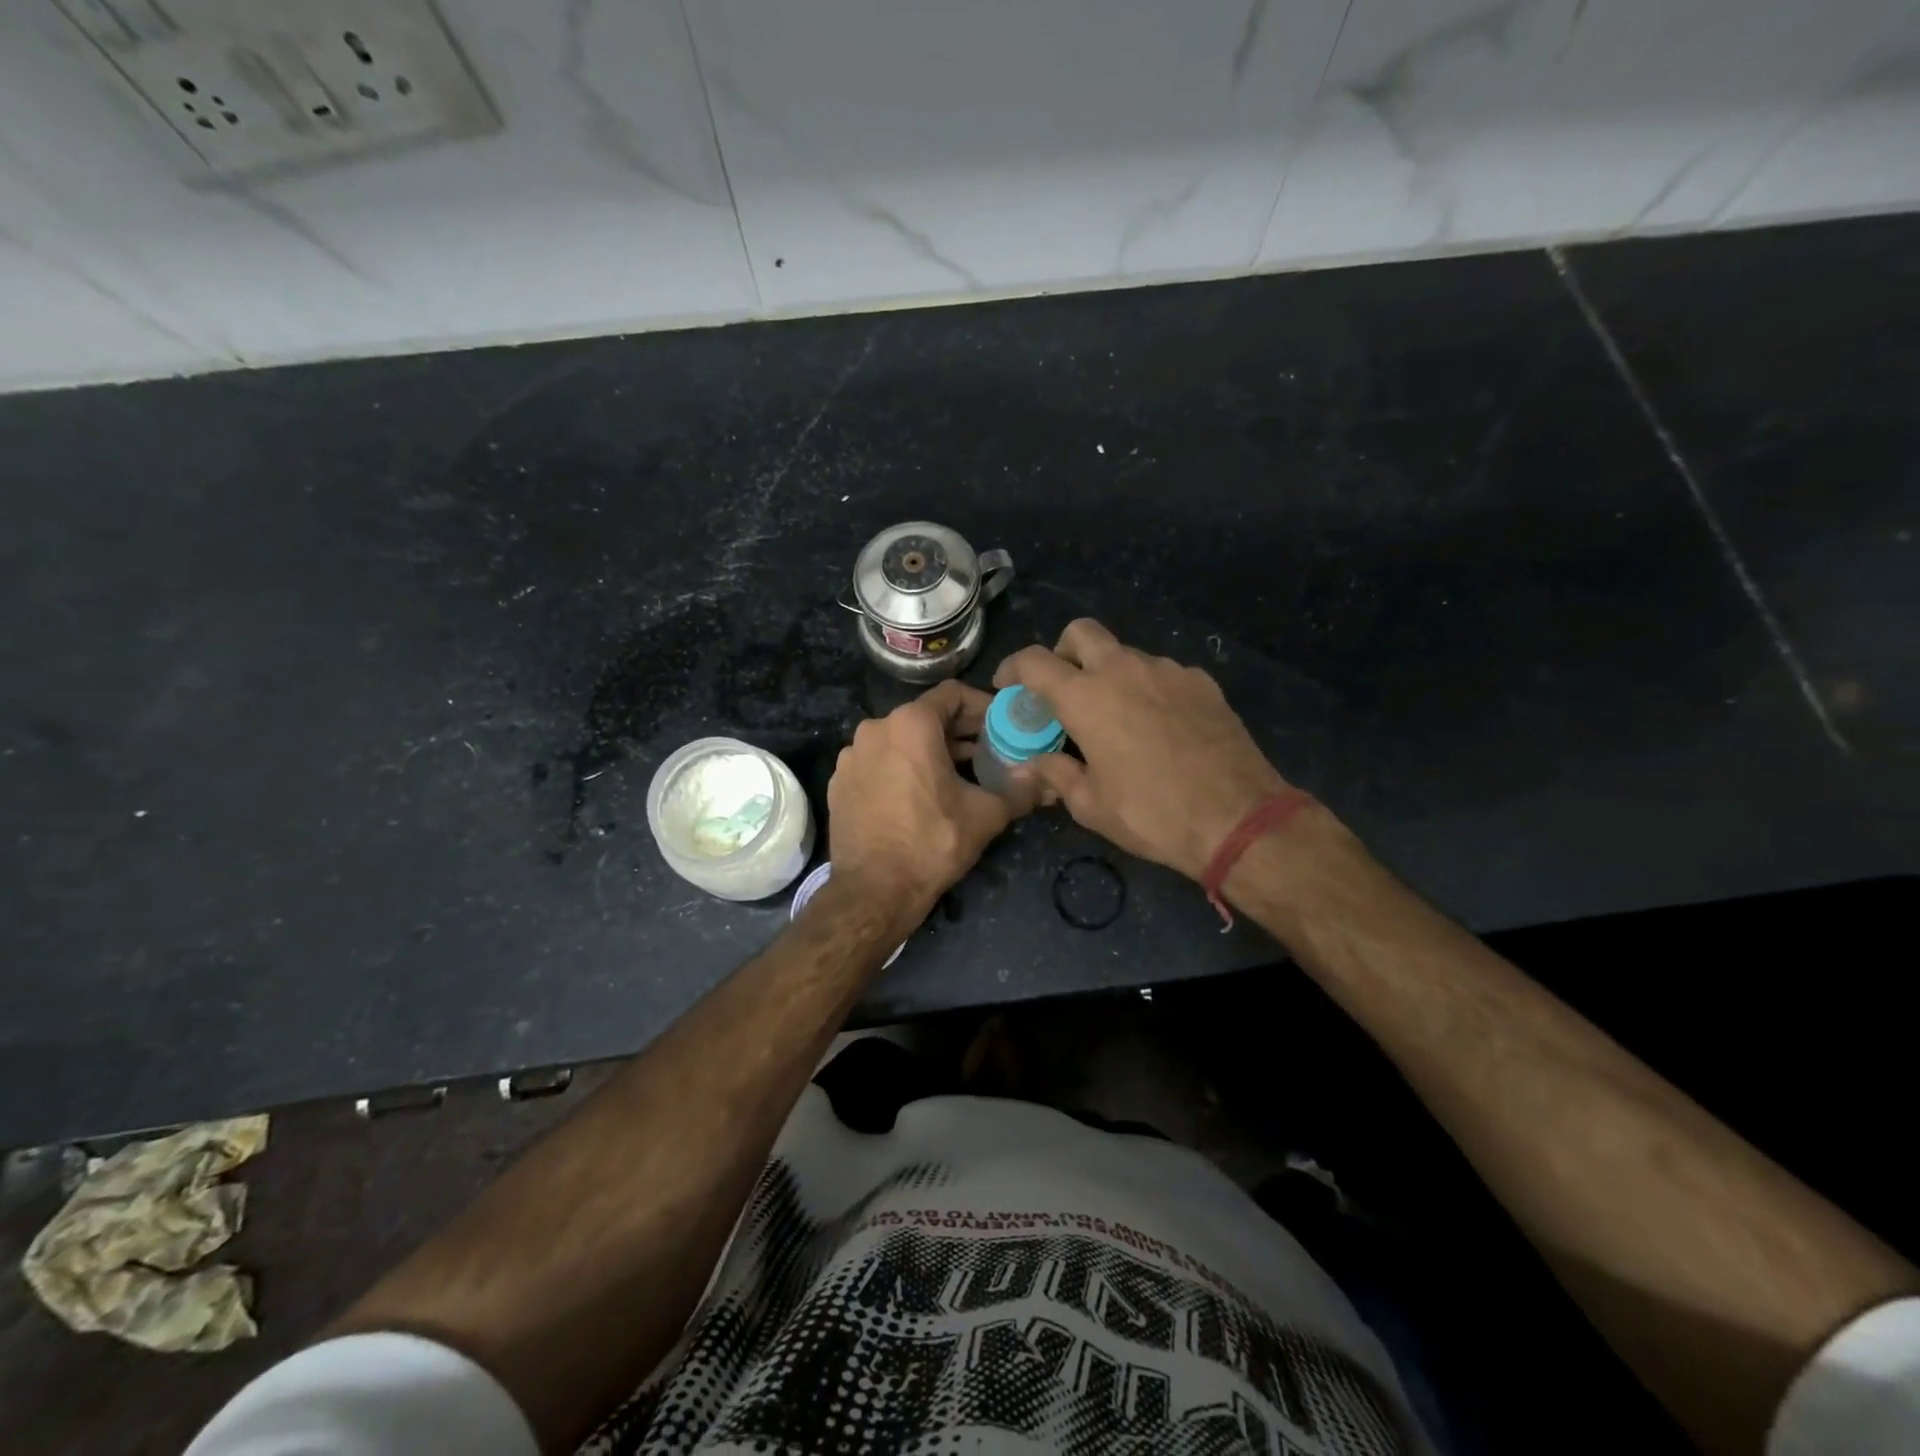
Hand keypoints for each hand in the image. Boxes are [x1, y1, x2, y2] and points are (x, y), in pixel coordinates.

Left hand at [827, 680, 1035, 921]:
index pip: (953, 694)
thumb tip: (1050, 778)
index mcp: (910, 724)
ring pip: (901, 740)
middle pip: (926, 716)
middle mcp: (876, 729)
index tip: (1002, 726)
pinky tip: (920, 796)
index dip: (983, 706)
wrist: (873, 891)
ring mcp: (852, 755)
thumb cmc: (932, 843)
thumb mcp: (986, 814)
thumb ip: (1022, 788)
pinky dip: (902, 768)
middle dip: (960, 732)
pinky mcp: (839, 782)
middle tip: (989, 752)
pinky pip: (879, 762)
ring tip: (958, 776)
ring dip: (931, 751)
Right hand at [995, 619, 1291, 880]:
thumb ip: (1054, 775)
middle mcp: (1124, 670)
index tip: (1009, 687)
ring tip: (1117, 717)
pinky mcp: (1202, 682)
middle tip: (1063, 689)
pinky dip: (1148, 689)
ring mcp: (1168, 671)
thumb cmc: (1151, 813)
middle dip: (1063, 652)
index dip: (1013, 668)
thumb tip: (1027, 767)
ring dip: (1109, 674)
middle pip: (1081, 632)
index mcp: (1086, 697)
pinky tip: (1159, 726)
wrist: (1238, 818)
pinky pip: (1162, 673)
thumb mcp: (1091, 805)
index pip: (1034, 660)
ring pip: (1126, 654)